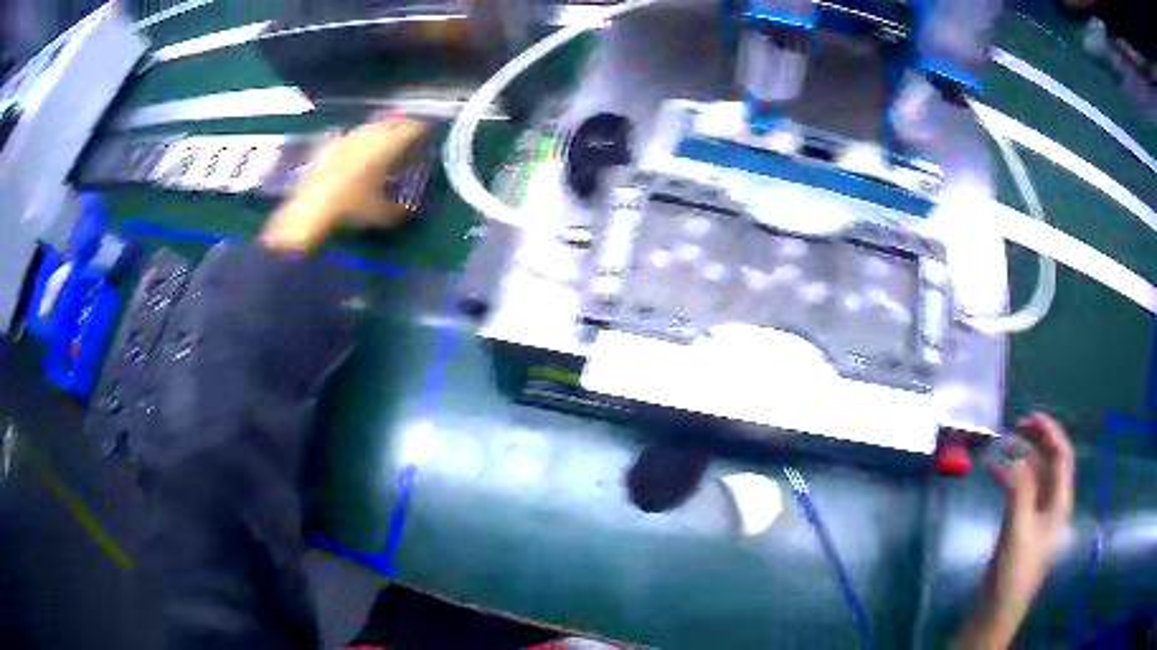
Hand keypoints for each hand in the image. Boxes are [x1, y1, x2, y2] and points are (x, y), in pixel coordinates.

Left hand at [260, 119, 428, 251]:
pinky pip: (353, 137)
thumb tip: (409, 211)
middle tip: (410, 139)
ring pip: (372, 128)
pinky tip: (359, 154)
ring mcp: (349, 137)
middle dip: (403, 128)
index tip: (429, 136)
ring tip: (386, 145)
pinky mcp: (331, 146)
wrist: (311, 209)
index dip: (423, 131)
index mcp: (388, 145)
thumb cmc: (352, 207)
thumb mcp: (382, 215)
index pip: (413, 128)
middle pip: (393, 123)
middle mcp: (370, 135)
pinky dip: (362, 142)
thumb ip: (399, 210)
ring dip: (382, 133)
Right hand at [957, 413, 1074, 648]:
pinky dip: (1011, 479)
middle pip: (1050, 464)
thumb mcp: (1018, 529)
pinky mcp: (1022, 530)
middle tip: (1013, 429)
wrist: (996, 614)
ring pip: (1035, 477)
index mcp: (1060, 503)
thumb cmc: (1013, 573)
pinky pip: (1022, 493)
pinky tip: (995, 476)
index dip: (1049, 432)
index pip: (1062, 456)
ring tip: (1001, 448)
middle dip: (1035, 442)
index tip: (1028, 418)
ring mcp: (1037, 519)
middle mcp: (1053, 506)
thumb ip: (1021, 488)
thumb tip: (1016, 454)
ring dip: (1021, 459)